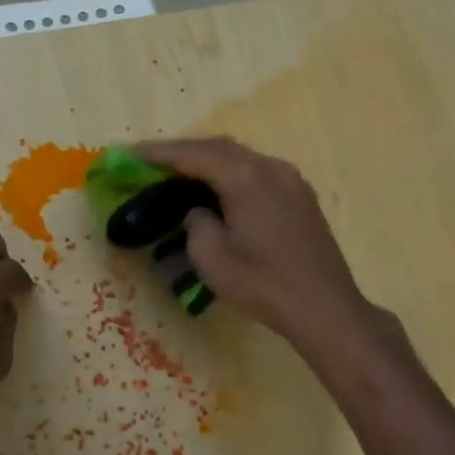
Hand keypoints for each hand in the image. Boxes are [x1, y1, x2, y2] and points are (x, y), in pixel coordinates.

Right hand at [135, 138, 380, 348]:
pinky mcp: (300, 196)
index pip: (195, 154)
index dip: (160, 153)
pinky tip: (219, 190)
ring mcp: (290, 179)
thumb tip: (198, 211)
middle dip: (184, 152)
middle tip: (152, 162)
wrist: (324, 307)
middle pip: (219, 147)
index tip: (131, 154)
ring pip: (241, 157)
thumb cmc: (262, 283)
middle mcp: (270, 167)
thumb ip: (195, 223)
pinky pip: (258, 171)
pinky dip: (231, 173)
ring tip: (181, 174)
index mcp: (246, 177)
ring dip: (209, 161)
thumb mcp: (212, 257)